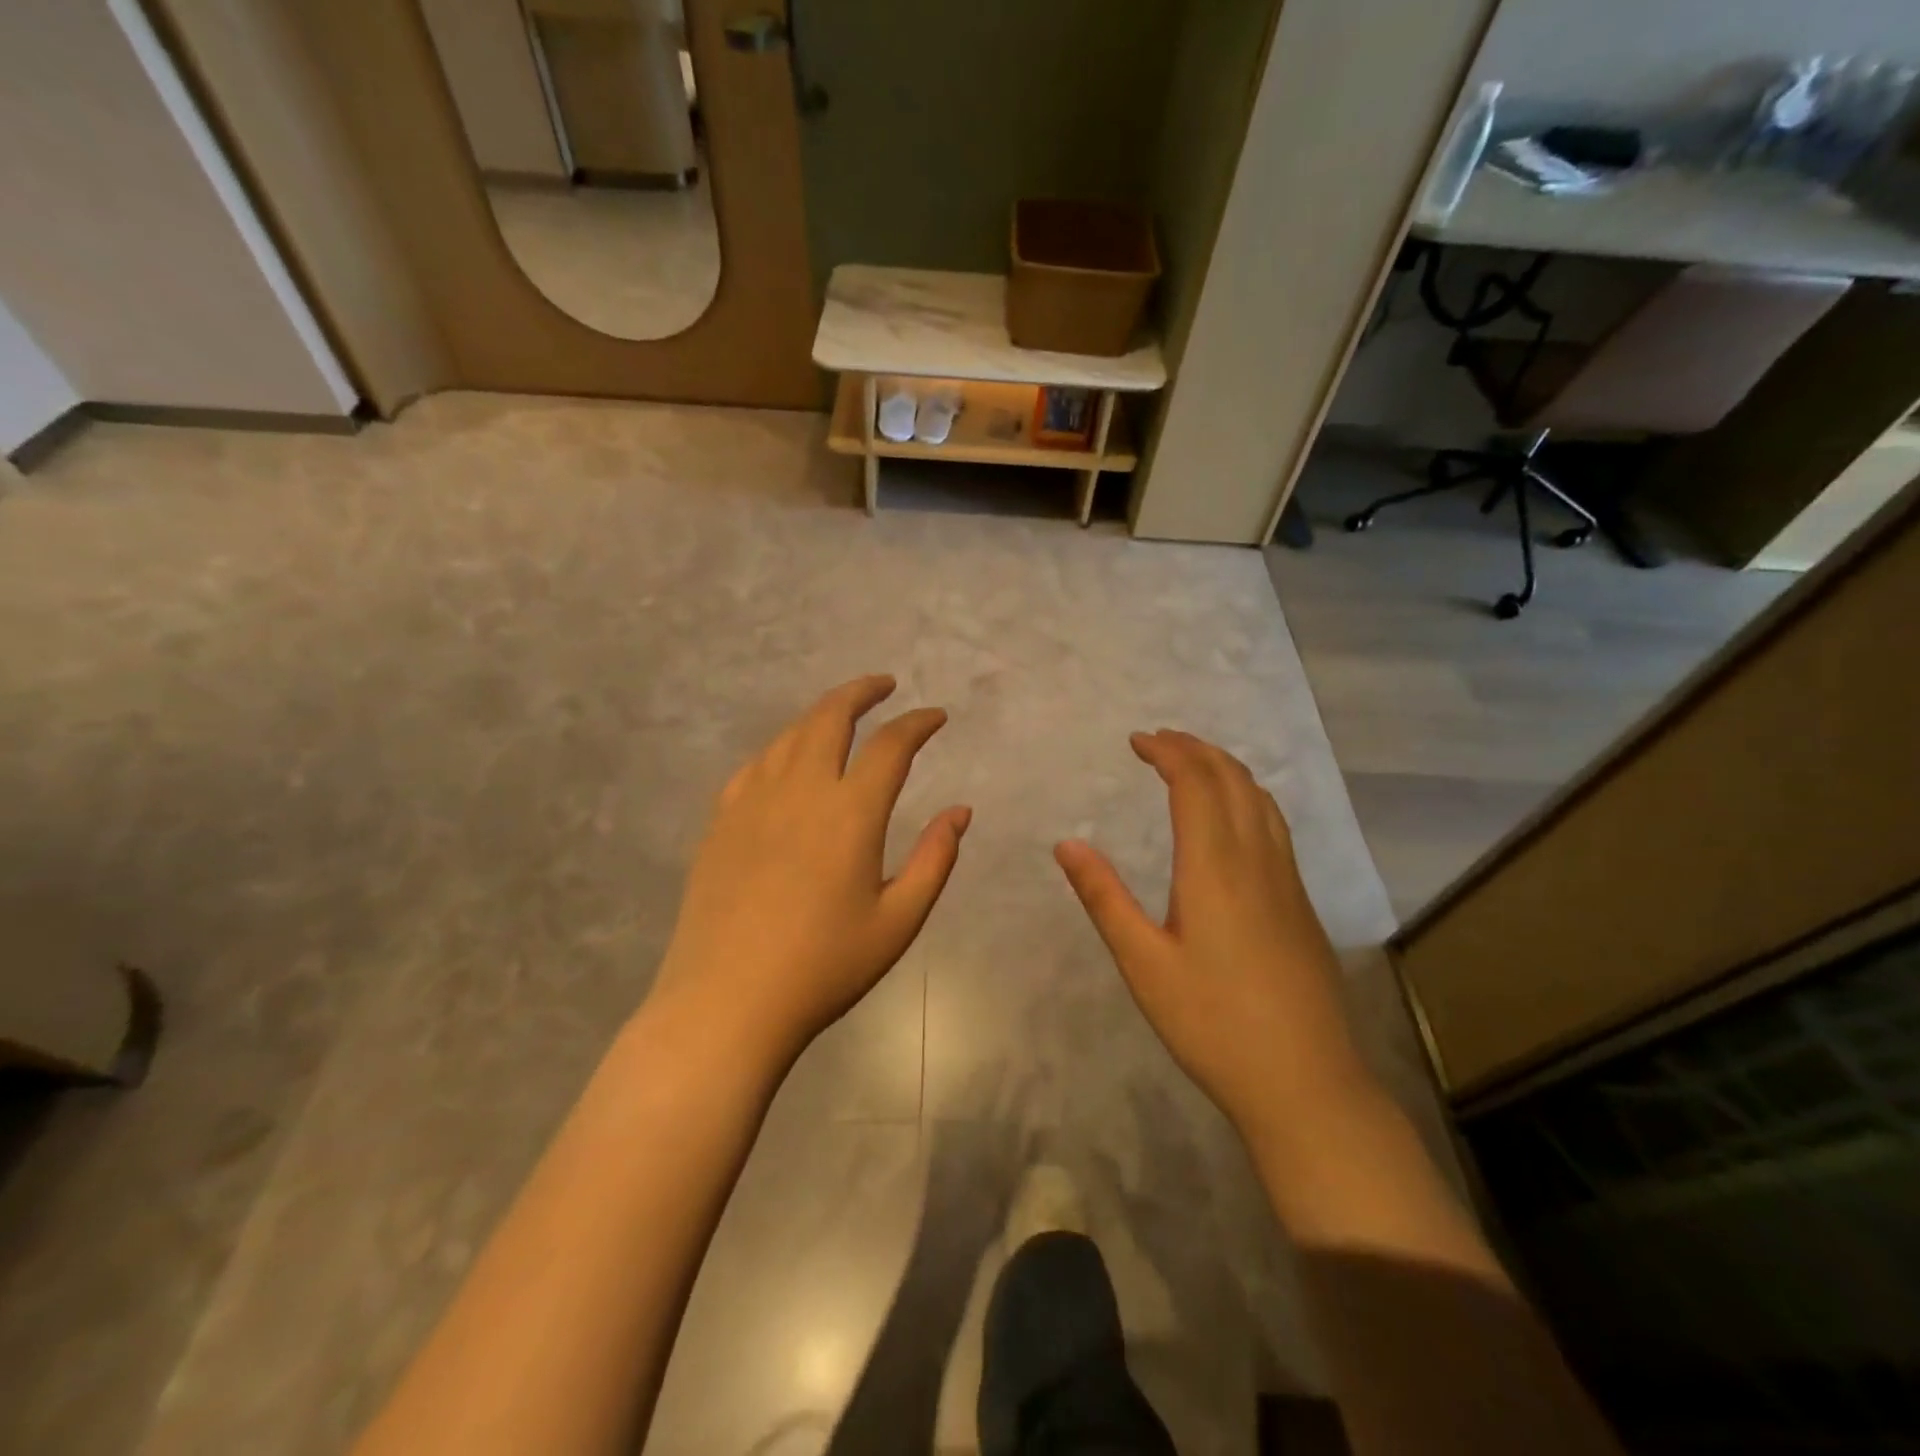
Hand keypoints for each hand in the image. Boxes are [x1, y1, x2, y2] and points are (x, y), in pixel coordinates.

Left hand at [650, 675, 969, 1064]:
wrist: (727, 1002)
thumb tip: (960, 811)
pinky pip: (755, 765)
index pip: (891, 746)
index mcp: (850, 813)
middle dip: (861, 692)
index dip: (918, 723)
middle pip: (830, 717)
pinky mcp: (721, 821)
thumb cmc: (824, 967)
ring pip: (789, 734)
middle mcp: (800, 791)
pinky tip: (787, 758)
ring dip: (820, 713)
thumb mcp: (898, 922)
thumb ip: (934, 859)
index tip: (936, 716)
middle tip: (883, 685)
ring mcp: (753, 801)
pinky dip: (781, 747)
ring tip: (841, 713)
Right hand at [1055, 731, 1370, 1140]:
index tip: (1137, 741)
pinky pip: (1275, 826)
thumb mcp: (1143, 964)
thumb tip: (1067, 843)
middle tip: (1160, 740)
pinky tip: (1235, 818)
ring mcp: (1287, 881)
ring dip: (1226, 769)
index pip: (1195, 784)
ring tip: (1194, 763)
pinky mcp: (1301, 903)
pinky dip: (1248, 797)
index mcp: (1215, 867)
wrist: (1306, 1082)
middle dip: (1196, 750)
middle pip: (1233, 780)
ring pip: (1261, 800)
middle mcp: (1257, 860)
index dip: (1168, 753)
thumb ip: (1105, 898)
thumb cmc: (1212, 1023)